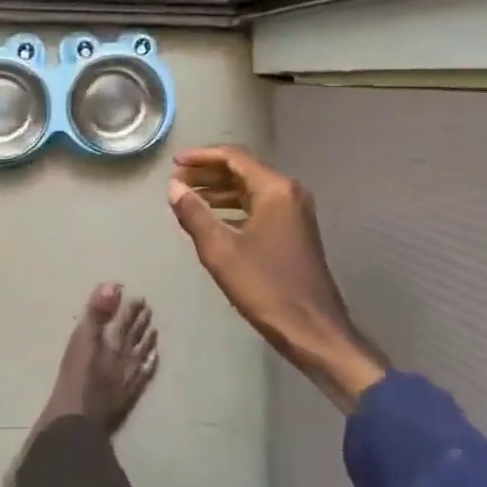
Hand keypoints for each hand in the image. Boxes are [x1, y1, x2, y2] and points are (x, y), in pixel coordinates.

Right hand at [168, 146, 385, 410]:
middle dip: (208, 173)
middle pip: (242, 170)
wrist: (312, 329)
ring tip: (188, 199)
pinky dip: (233, 207)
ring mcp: (295, 212)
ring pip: (250, 189)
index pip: (233, 157)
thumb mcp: (220, 250)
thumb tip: (174, 186)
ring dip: (219, 191)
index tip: (174, 163)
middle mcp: (288, 193)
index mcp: (275, 190)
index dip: (201, 157)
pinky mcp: (294, 231)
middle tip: (177, 181)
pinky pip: (259, 206)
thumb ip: (194, 214)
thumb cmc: (265, 287)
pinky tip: (212, 220)